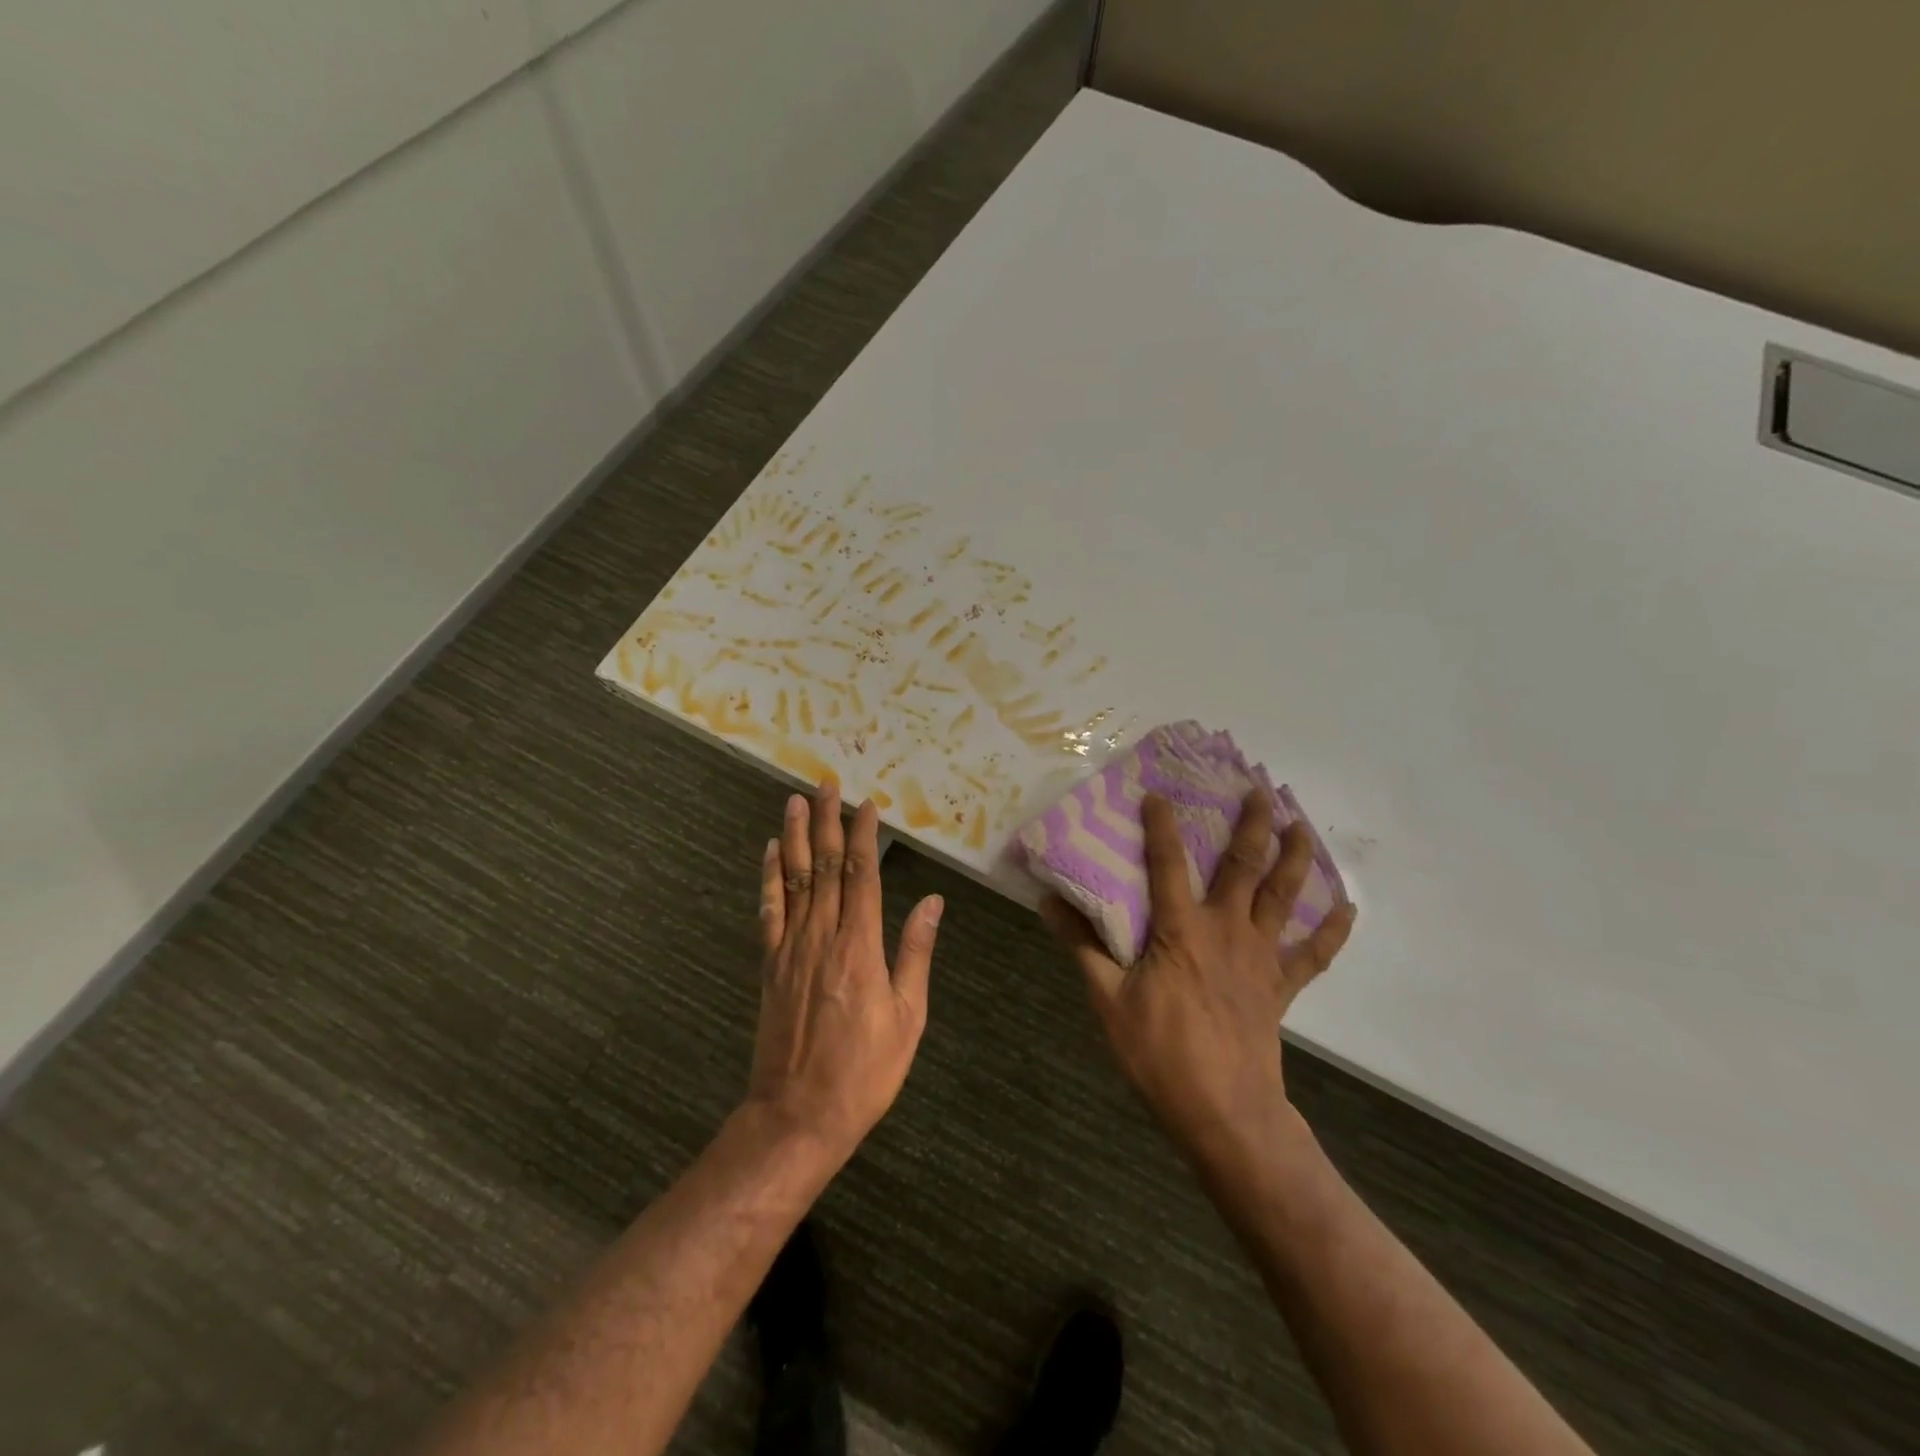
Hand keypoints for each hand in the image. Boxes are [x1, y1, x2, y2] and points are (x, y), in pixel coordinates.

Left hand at [747, 781, 944, 1160]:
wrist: (797, 1115)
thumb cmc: (865, 1071)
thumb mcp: (907, 1017)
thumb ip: (915, 953)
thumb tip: (931, 901)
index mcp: (860, 946)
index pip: (863, 875)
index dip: (865, 836)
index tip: (867, 804)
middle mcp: (822, 936)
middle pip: (826, 866)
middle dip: (829, 821)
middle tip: (827, 783)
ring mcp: (790, 948)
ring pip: (795, 879)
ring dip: (797, 836)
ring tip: (796, 801)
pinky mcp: (770, 964)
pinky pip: (769, 910)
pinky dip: (770, 877)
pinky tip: (772, 852)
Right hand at [1042, 790, 1356, 1161]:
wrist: (1224, 1111)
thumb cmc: (1161, 1053)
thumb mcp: (1108, 1000)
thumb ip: (1082, 947)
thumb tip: (1048, 903)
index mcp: (1181, 930)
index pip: (1168, 864)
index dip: (1161, 826)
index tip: (1158, 792)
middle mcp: (1226, 930)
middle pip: (1243, 867)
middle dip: (1251, 825)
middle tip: (1260, 791)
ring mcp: (1260, 957)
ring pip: (1283, 896)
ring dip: (1294, 858)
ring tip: (1302, 825)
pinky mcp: (1280, 986)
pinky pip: (1313, 954)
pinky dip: (1332, 930)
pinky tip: (1347, 907)